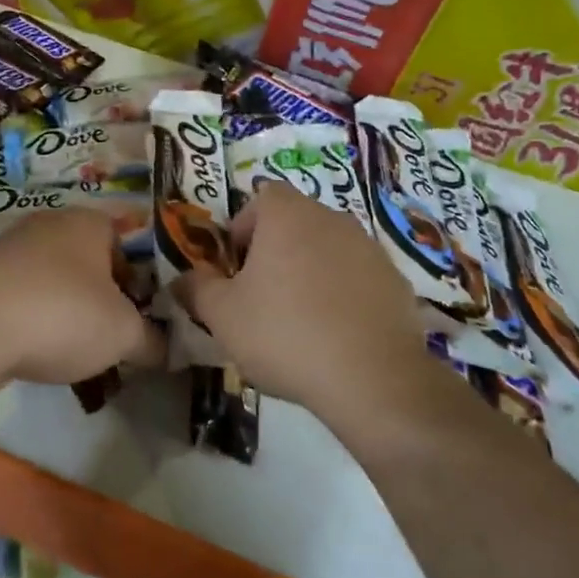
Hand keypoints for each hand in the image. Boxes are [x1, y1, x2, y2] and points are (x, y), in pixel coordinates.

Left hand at [0, 209, 164, 387]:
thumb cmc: (63, 315)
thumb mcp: (124, 334)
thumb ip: (153, 339)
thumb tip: (166, 348)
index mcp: (89, 221)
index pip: (128, 243)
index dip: (140, 282)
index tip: (141, 317)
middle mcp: (50, 222)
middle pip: (90, 260)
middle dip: (103, 296)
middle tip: (111, 334)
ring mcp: (12, 245)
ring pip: (55, 277)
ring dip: (67, 307)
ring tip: (73, 348)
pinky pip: (24, 293)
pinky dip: (34, 316)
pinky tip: (35, 346)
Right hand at [178, 181, 437, 428]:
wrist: (373, 379)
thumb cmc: (285, 334)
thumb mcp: (222, 316)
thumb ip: (196, 289)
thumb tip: (181, 279)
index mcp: (287, 215)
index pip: (261, 199)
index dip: (244, 228)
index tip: (236, 268)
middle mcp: (331, 218)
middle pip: (295, 222)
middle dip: (275, 251)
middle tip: (261, 295)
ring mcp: (369, 248)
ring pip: (328, 248)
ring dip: (311, 271)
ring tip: (300, 319)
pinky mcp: (397, 281)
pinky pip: (358, 277)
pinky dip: (344, 294)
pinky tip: (336, 334)